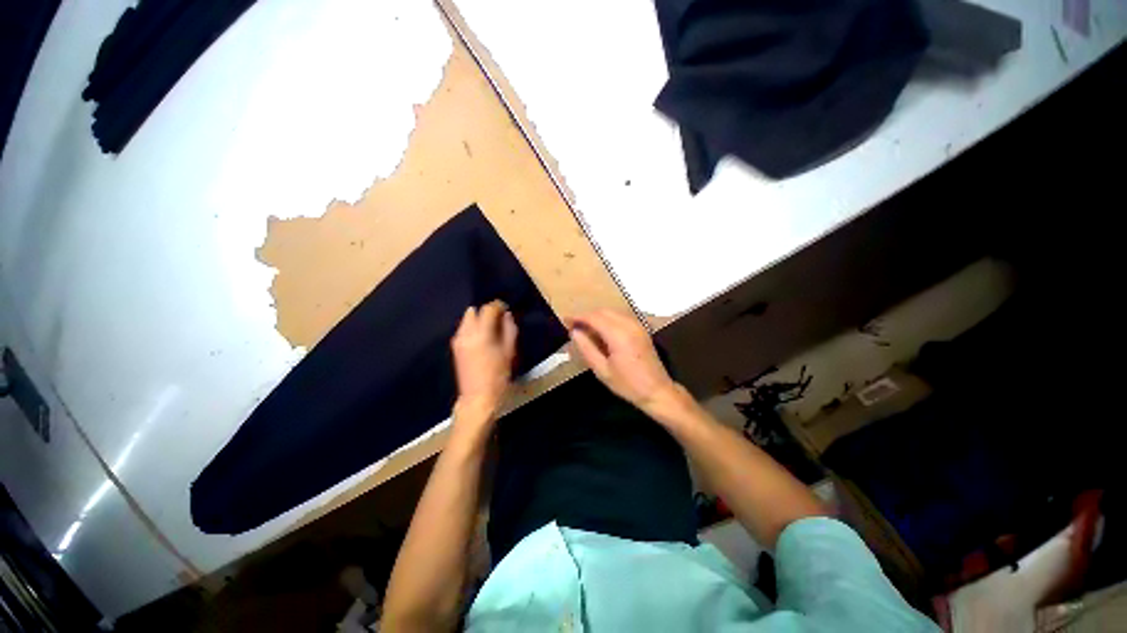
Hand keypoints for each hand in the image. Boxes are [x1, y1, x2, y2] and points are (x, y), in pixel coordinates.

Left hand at [451, 301, 516, 424]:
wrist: (478, 397)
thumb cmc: (498, 375)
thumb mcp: (509, 351)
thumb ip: (509, 329)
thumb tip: (507, 315)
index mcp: (481, 333)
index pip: (488, 309)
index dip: (498, 306)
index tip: (506, 309)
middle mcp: (466, 333)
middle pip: (473, 311)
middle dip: (486, 312)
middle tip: (497, 321)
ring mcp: (458, 340)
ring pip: (466, 319)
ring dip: (478, 319)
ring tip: (490, 330)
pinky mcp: (455, 347)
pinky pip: (463, 329)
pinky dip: (472, 328)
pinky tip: (481, 338)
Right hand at [567, 309, 677, 413]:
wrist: (657, 391)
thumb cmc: (628, 384)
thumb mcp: (602, 370)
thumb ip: (586, 348)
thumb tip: (574, 332)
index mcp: (618, 335)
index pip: (594, 317)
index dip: (578, 317)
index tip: (565, 320)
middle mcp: (629, 325)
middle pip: (603, 311)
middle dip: (587, 316)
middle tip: (573, 326)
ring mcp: (637, 325)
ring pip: (612, 312)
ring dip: (597, 317)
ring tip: (585, 329)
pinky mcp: (641, 329)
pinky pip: (620, 317)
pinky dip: (608, 319)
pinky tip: (601, 332)